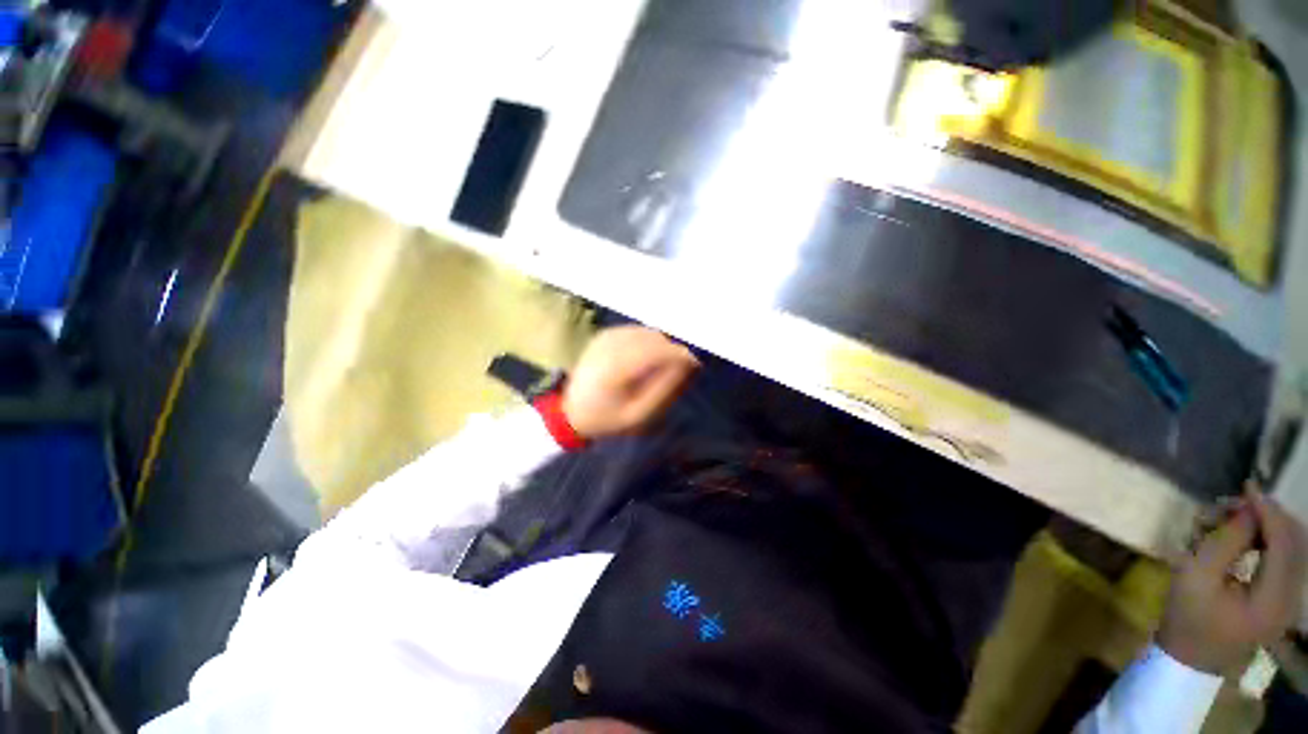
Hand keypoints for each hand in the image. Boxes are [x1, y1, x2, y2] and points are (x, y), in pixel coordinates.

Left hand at [562, 326, 698, 438]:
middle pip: (653, 338)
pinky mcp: (604, 335)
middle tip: (682, 368)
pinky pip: (636, 331)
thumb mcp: (638, 414)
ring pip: (646, 332)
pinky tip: (647, 358)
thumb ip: (664, 388)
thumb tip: (686, 365)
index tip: (695, 363)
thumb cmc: (607, 418)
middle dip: (672, 350)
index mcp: (615, 369)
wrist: (571, 411)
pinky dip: (648, 341)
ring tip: (664, 365)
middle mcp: (610, 347)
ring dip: (661, 345)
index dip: (679, 354)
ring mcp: (605, 338)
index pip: (656, 351)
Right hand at [1158, 488, 1306, 673]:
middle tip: (1234, 503)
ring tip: (1233, 519)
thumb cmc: (1187, 617)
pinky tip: (1243, 538)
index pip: (1285, 542)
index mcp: (1274, 599)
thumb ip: (1225, 542)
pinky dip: (1267, 541)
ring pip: (1292, 548)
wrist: (1188, 658)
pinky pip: (1285, 559)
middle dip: (1268, 516)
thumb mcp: (1196, 576)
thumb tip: (1246, 508)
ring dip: (1266, 527)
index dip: (1268, 511)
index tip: (1246, 486)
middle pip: (1295, 543)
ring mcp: (1289, 601)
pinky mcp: (1281, 599)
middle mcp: (1293, 598)